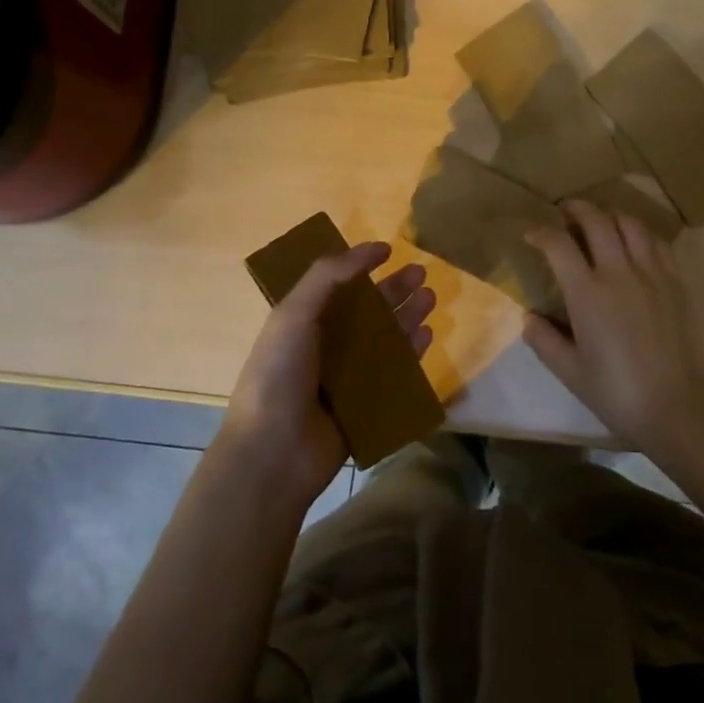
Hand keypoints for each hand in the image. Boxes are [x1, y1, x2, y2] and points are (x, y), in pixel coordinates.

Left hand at [221, 241, 434, 509]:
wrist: (273, 454)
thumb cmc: (278, 376)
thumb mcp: (294, 315)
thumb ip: (327, 277)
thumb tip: (369, 249)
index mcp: (302, 322)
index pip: (337, 286)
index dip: (360, 266)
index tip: (388, 250)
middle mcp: (325, 346)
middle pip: (367, 311)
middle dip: (393, 290)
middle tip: (421, 273)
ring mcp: (346, 378)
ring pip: (384, 339)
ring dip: (406, 316)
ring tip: (430, 298)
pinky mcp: (365, 405)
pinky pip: (394, 373)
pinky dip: (410, 354)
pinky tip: (426, 336)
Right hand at [521, 199, 703, 450]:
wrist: (674, 405)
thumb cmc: (615, 391)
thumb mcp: (569, 371)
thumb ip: (544, 340)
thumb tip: (528, 317)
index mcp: (587, 293)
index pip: (558, 244)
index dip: (541, 233)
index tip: (532, 235)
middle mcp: (618, 272)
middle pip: (596, 220)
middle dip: (576, 209)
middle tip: (565, 211)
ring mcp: (650, 273)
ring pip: (630, 223)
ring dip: (610, 215)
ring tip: (600, 222)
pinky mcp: (674, 281)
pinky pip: (656, 241)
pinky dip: (640, 232)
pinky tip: (633, 242)